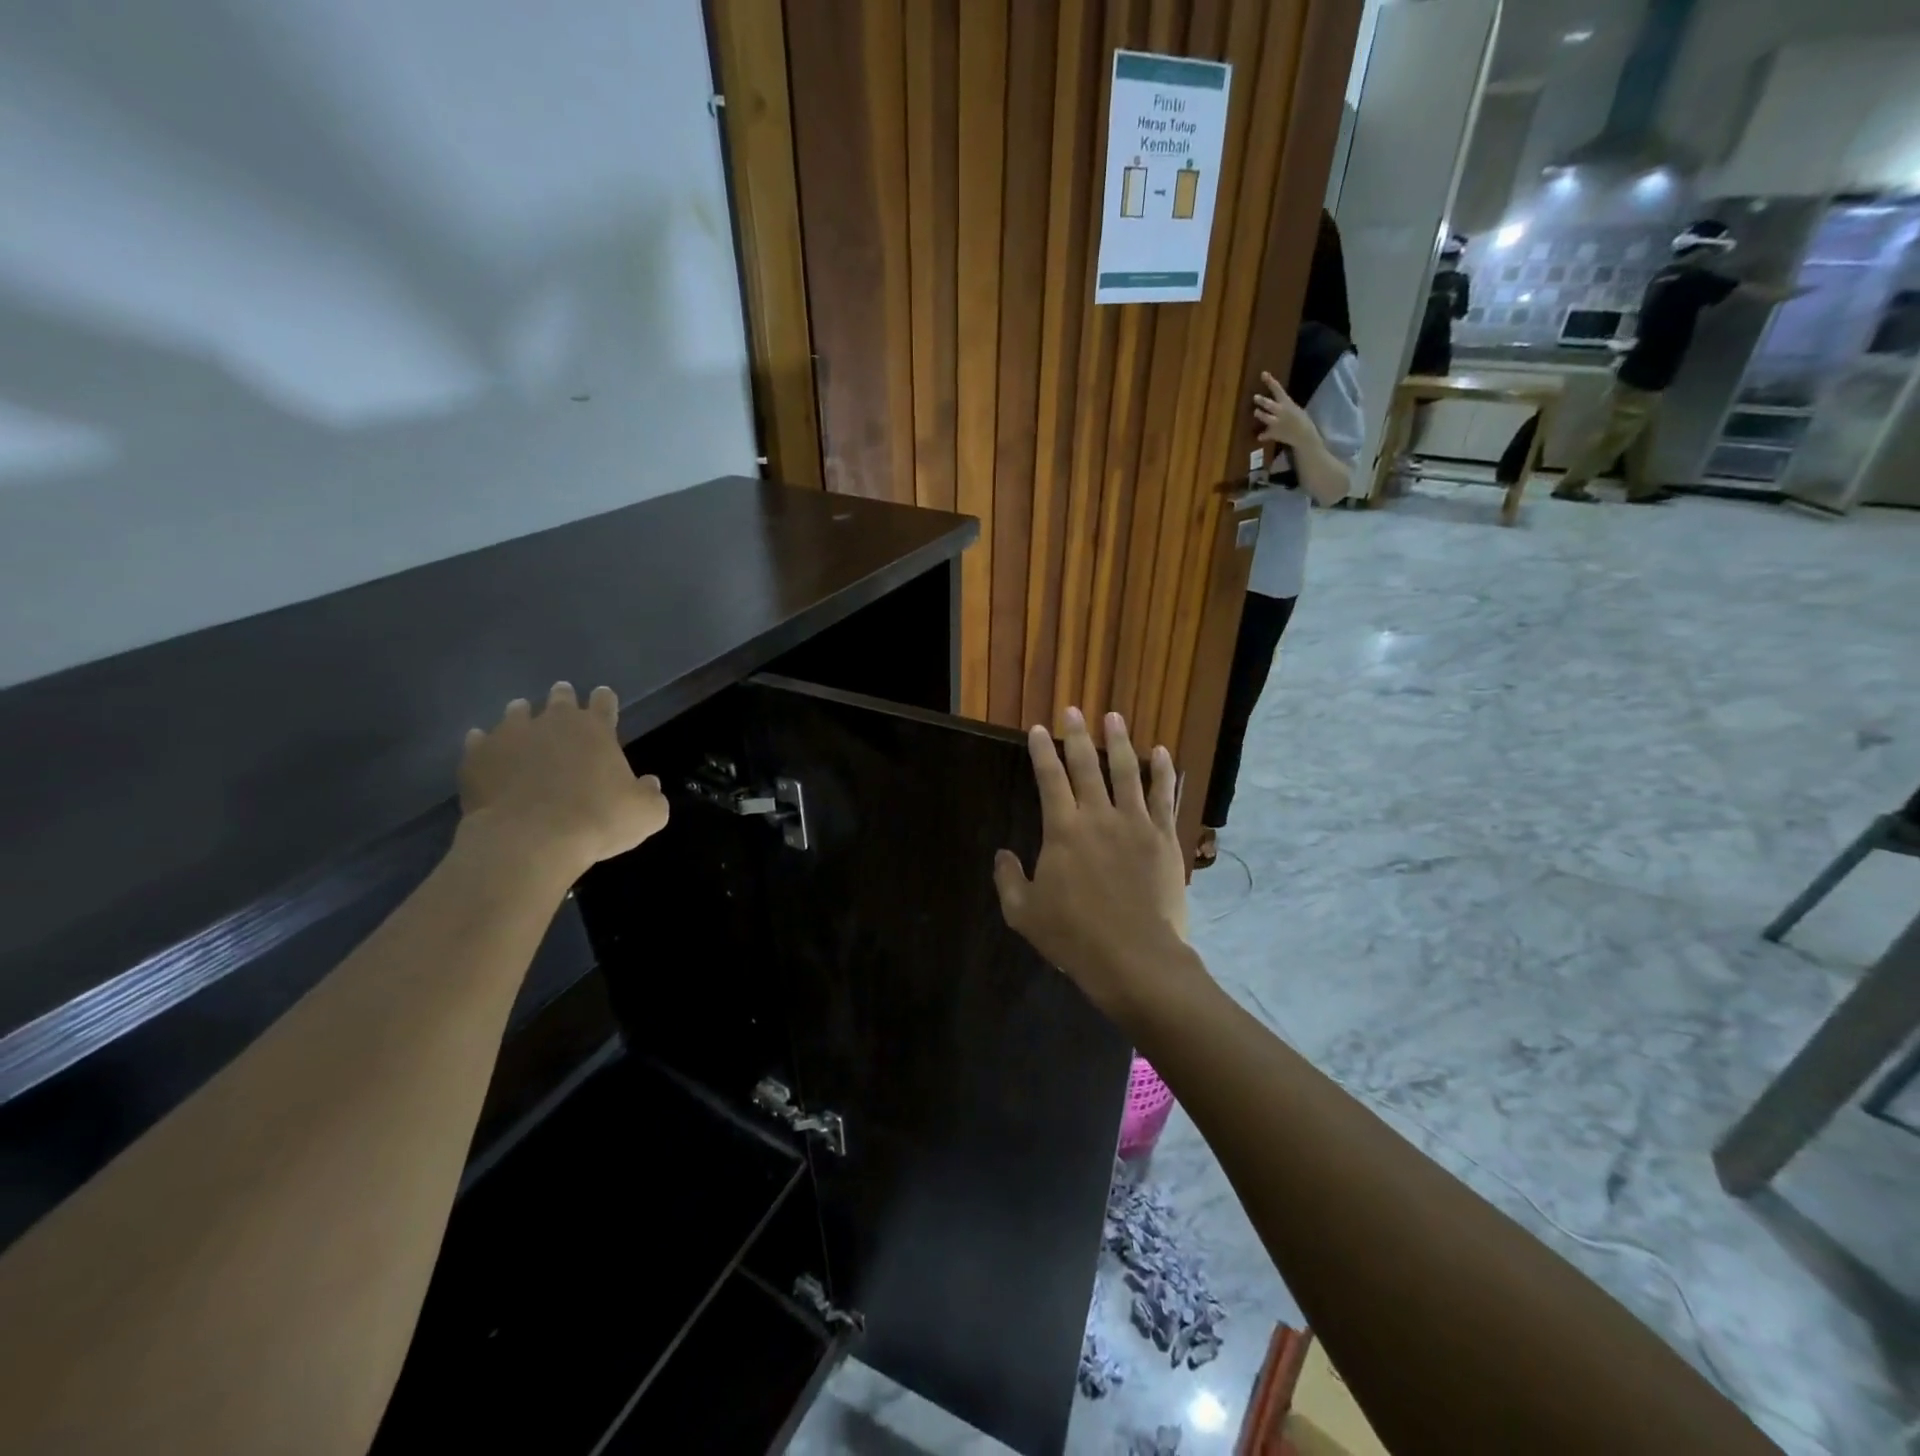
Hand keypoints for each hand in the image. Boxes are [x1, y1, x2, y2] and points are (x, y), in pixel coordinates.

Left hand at [458, 682, 668, 878]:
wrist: (528, 841)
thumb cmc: (597, 821)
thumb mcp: (647, 814)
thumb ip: (651, 795)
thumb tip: (649, 784)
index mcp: (595, 729)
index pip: (604, 702)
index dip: (605, 700)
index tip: (604, 698)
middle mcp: (553, 722)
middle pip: (560, 698)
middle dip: (563, 698)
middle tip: (563, 700)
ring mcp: (510, 736)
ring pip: (516, 712)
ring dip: (522, 716)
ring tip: (523, 722)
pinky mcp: (477, 757)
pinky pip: (479, 742)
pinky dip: (486, 745)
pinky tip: (486, 751)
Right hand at [993, 708, 1193, 1020]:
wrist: (1135, 959)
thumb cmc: (1074, 937)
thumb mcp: (1023, 913)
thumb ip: (1008, 879)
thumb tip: (1002, 854)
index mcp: (1063, 830)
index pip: (1049, 779)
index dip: (1042, 751)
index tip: (1039, 728)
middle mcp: (1099, 816)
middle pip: (1087, 766)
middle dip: (1077, 735)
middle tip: (1074, 710)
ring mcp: (1136, 824)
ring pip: (1127, 772)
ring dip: (1119, 742)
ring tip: (1114, 717)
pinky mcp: (1164, 838)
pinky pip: (1164, 796)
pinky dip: (1162, 772)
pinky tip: (1161, 753)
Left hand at [1254, 371, 1312, 450]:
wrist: (1305, 436)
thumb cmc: (1301, 420)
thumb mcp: (1294, 409)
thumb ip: (1283, 406)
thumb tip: (1273, 405)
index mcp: (1287, 403)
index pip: (1278, 389)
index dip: (1270, 381)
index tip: (1263, 374)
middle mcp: (1281, 412)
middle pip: (1270, 404)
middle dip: (1262, 401)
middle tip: (1255, 397)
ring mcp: (1277, 423)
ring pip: (1266, 418)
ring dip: (1260, 414)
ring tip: (1256, 412)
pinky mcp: (1274, 434)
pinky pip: (1266, 435)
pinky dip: (1263, 436)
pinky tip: (1259, 437)